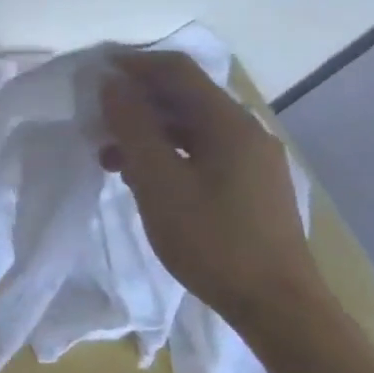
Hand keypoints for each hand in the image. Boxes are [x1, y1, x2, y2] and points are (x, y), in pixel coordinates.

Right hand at [98, 50, 328, 330]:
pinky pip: (203, 151)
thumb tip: (112, 83)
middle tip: (96, 120)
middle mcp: (246, 131)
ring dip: (148, 131)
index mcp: (228, 123)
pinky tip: (144, 180)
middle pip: (184, 96)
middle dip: (136, 102)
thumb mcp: (157, 180)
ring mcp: (253, 159)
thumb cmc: (211, 239)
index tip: (95, 73)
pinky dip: (168, 153)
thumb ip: (132, 126)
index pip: (177, 70)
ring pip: (191, 127)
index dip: (133, 64)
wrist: (278, 308)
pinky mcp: (252, 185)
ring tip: (111, 158)